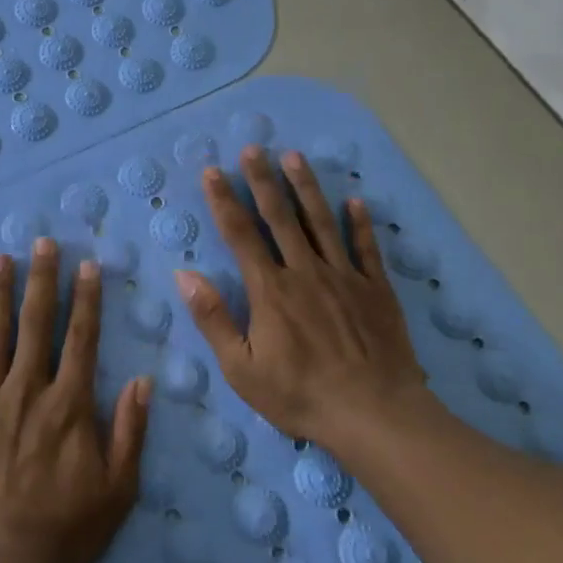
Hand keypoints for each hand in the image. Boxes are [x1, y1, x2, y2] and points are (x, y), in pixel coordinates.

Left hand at [0, 238, 150, 562]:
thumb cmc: (62, 531)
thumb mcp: (117, 490)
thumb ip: (130, 432)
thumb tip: (143, 381)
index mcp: (68, 403)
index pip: (81, 338)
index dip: (86, 299)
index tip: (86, 265)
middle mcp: (26, 389)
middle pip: (36, 324)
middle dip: (41, 280)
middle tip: (41, 242)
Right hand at [174, 146, 438, 450]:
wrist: (374, 414)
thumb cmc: (300, 394)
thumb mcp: (242, 368)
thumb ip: (213, 319)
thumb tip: (185, 275)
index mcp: (270, 290)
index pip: (241, 235)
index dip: (225, 201)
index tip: (213, 171)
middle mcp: (305, 272)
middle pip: (280, 217)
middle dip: (263, 180)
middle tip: (253, 148)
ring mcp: (345, 277)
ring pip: (321, 222)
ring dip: (306, 188)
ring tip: (294, 157)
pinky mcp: (376, 290)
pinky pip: (367, 249)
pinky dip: (360, 223)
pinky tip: (355, 201)